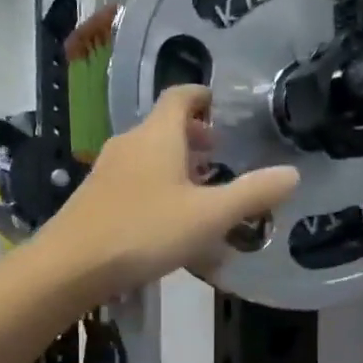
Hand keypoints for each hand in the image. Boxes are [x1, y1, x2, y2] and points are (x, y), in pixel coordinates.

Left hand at [49, 85, 299, 297]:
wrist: (70, 266)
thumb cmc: (145, 231)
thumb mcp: (210, 216)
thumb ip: (253, 194)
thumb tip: (292, 174)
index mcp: (158, 135)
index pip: (181, 96)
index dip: (204, 97)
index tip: (225, 108)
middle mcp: (131, 144)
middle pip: (166, 127)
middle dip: (196, 138)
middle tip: (223, 158)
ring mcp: (109, 171)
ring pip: (150, 157)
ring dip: (178, 167)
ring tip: (204, 193)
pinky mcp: (97, 198)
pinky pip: (137, 181)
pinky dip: (159, 188)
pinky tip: (171, 223)